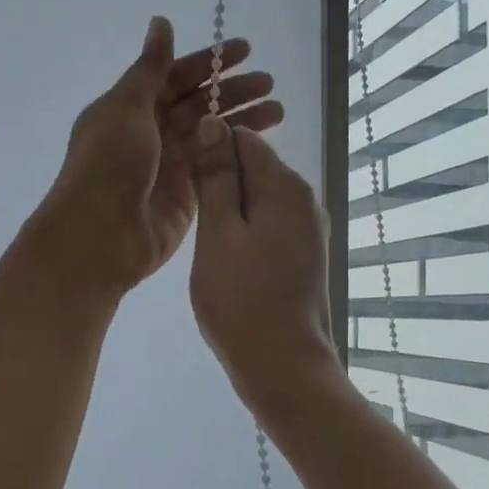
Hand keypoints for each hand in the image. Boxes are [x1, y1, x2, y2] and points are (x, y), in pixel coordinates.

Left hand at [33, 16, 284, 297]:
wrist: (101, 235)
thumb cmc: (108, 163)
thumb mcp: (127, 106)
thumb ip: (151, 67)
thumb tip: (161, 21)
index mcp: (130, 107)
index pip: (175, 76)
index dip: (209, 62)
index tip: (246, 50)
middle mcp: (150, 133)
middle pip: (197, 104)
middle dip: (232, 91)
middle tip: (269, 83)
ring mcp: (169, 165)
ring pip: (210, 134)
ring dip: (242, 119)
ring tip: (278, 109)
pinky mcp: (186, 194)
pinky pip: (215, 165)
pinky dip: (235, 152)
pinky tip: (261, 142)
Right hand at [188, 113, 343, 413]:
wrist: (284, 366)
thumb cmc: (241, 299)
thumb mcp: (218, 233)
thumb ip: (216, 178)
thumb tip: (214, 123)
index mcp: (285, 186)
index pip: (243, 139)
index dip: (208, 147)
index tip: (180, 174)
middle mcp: (305, 200)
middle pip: (254, 168)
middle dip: (219, 180)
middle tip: (187, 212)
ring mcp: (309, 230)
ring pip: (259, 200)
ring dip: (229, 209)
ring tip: (202, 238)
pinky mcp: (305, 256)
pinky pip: (269, 226)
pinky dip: (244, 231)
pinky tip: (225, 257)